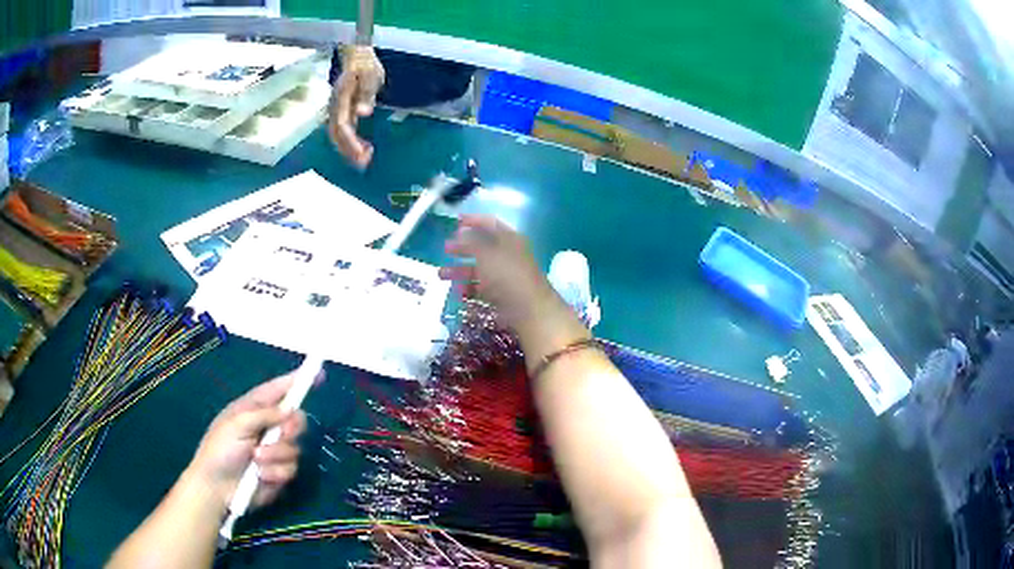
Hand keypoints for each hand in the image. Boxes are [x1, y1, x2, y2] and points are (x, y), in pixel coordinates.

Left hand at [186, 373, 313, 509]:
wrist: (217, 488)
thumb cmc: (219, 450)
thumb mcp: (236, 424)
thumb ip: (264, 414)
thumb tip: (290, 410)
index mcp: (254, 409)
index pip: (279, 390)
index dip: (297, 381)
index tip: (318, 373)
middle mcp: (268, 428)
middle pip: (296, 420)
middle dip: (291, 428)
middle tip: (283, 433)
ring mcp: (275, 452)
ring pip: (295, 448)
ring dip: (276, 454)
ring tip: (256, 460)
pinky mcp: (280, 474)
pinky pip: (291, 469)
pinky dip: (276, 472)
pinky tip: (261, 476)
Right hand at [329, 45, 384, 167]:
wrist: (357, 57)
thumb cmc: (365, 65)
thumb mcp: (371, 76)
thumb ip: (367, 94)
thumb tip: (364, 113)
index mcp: (341, 99)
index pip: (342, 125)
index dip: (350, 142)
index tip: (362, 153)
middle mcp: (335, 108)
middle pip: (336, 134)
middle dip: (348, 151)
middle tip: (364, 163)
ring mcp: (336, 111)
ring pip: (337, 135)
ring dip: (348, 150)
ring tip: (364, 160)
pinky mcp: (341, 112)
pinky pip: (342, 132)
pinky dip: (350, 143)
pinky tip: (363, 149)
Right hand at [439, 215, 587, 349]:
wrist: (529, 310)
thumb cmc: (507, 275)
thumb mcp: (486, 254)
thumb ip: (471, 242)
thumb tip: (460, 234)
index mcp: (509, 239)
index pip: (490, 224)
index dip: (473, 220)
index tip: (455, 221)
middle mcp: (508, 255)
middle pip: (482, 247)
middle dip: (462, 248)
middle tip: (445, 250)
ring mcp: (506, 276)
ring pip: (480, 269)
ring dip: (460, 271)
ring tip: (441, 275)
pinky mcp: (503, 295)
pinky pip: (483, 288)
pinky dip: (469, 288)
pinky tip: (457, 292)